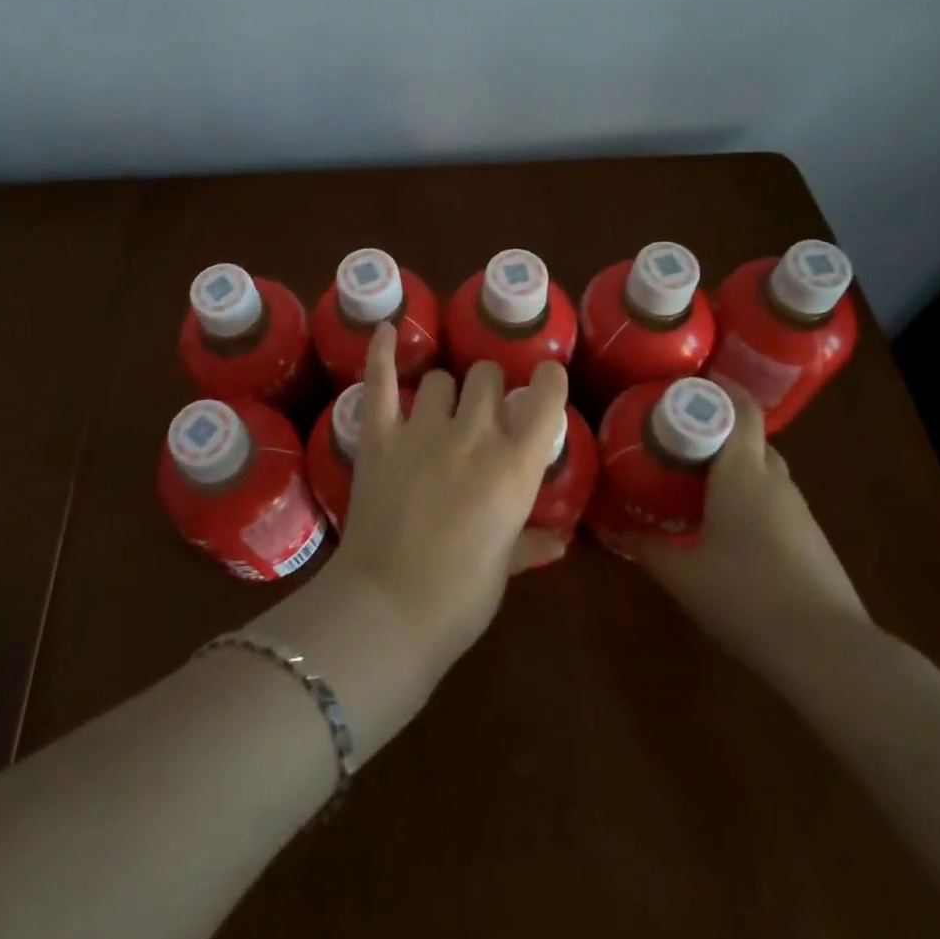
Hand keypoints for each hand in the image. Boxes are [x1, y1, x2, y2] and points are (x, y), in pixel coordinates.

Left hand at [330, 323, 569, 675]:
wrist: (387, 610)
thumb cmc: (459, 598)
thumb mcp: (504, 569)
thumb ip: (531, 543)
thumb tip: (559, 541)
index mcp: (515, 467)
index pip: (545, 397)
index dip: (547, 380)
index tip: (543, 380)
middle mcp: (474, 435)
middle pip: (486, 376)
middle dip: (488, 388)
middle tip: (482, 414)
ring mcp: (422, 430)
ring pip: (441, 378)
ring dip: (445, 390)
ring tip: (439, 411)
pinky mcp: (379, 435)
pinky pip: (380, 380)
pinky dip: (380, 351)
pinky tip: (384, 328)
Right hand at [633, 389, 868, 668]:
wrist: (829, 653)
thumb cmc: (746, 598)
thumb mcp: (682, 575)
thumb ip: (648, 547)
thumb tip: (620, 531)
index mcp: (743, 473)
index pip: (740, 409)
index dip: (718, 390)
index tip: (686, 387)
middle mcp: (775, 481)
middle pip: (751, 438)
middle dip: (718, 432)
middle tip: (679, 443)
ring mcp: (799, 511)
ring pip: (765, 471)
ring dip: (735, 468)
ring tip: (698, 486)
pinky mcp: (812, 540)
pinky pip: (776, 501)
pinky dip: (752, 499)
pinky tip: (731, 530)